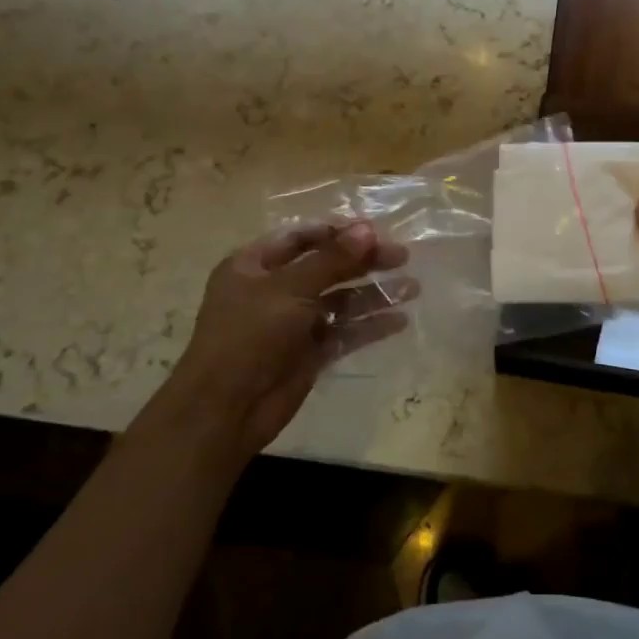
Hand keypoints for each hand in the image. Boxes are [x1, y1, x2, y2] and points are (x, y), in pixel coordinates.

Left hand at [160, 222, 413, 466]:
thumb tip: (368, 229)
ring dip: (374, 294)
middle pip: (327, 267)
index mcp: (255, 265)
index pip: (301, 238)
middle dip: (364, 261)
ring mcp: (293, 323)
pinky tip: (399, 320)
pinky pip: (344, 332)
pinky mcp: (310, 353)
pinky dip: (370, 326)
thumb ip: (332, 259)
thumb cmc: (249, 336)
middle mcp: (274, 290)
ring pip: (340, 301)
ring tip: (413, 288)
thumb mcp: (289, 289)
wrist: (225, 410)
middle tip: (402, 257)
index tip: (375, 231)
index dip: (337, 233)